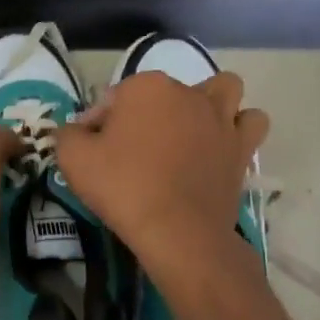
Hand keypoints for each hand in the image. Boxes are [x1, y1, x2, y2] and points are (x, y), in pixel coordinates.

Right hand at [55, 71, 268, 262]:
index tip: (95, 151)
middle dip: (149, 112)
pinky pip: (250, 122)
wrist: (177, 231)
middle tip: (136, 148)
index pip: (114, 98)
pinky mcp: (241, 146)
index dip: (100, 124)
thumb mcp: (73, 159)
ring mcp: (220, 118)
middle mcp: (188, 92)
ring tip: (191, 130)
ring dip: (209, 102)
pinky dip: (238, 128)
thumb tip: (77, 130)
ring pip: (222, 89)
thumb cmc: (123, 188)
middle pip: (164, 92)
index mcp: (146, 87)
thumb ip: (68, 134)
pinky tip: (221, 144)